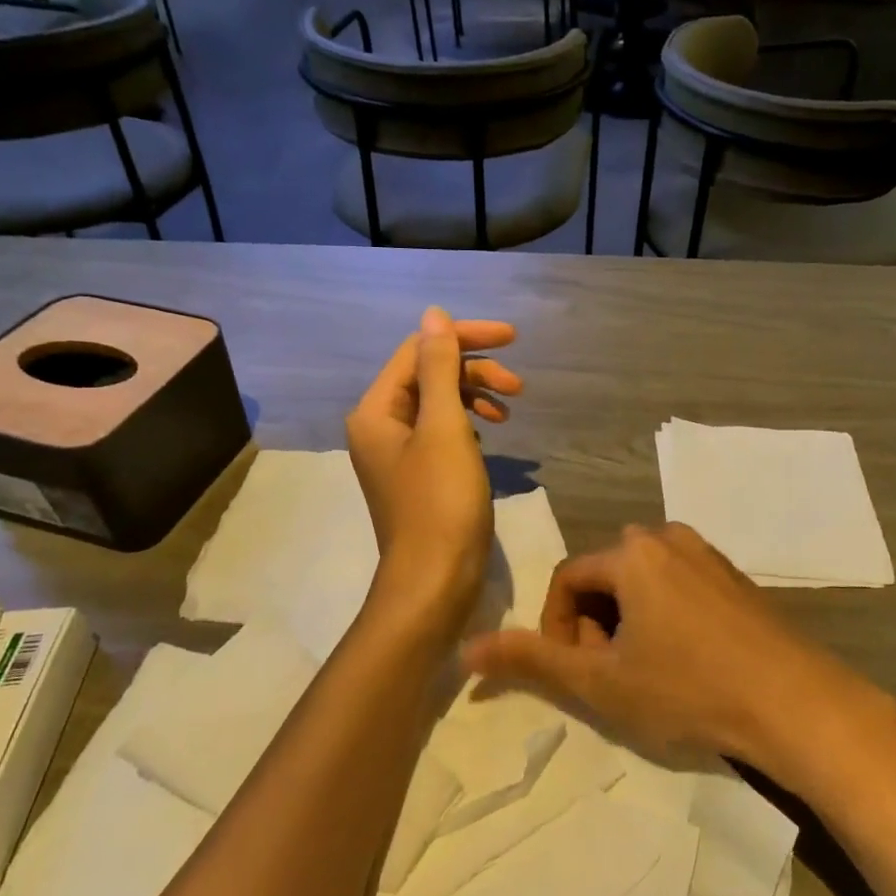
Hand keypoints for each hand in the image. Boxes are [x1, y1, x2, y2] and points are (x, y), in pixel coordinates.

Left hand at [346, 308, 522, 624]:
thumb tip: (433, 314)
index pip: (419, 351)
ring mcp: (397, 454)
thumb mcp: (444, 427)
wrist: (435, 581)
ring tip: (510, 410)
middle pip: (428, 376)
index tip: (513, 338)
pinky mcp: (418, 476)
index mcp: (376, 410)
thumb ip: (439, 367)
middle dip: (474, 371)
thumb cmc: (441, 502)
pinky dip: (468, 425)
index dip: (465, 338)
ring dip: (475, 397)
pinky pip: (442, 433)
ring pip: (438, 405)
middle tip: (518, 386)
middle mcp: (379, 426)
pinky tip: (490, 435)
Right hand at [461, 522, 858, 766]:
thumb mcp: (602, 682)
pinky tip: (686, 661)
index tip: (576, 671)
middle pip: (604, 578)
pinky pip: (677, 584)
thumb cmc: (688, 689)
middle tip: (612, 675)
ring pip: (640, 582)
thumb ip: (533, 661)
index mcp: (630, 552)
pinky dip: (663, 616)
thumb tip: (467, 649)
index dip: (557, 628)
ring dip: (627, 622)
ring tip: (647, 672)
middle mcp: (666, 536)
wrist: (794, 701)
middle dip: (594, 625)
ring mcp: (705, 552)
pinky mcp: (733, 574)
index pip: (566, 580)